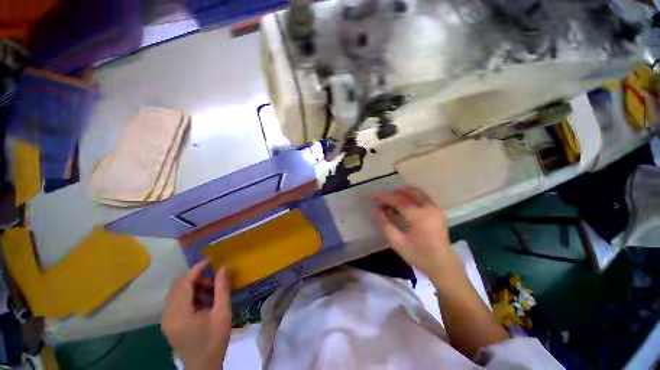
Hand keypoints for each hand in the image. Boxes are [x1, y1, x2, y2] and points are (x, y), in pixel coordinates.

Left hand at [161, 261, 230, 369]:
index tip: (211, 260)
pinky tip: (204, 301)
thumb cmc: (214, 341)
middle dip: (197, 278)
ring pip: (177, 291)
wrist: (203, 366)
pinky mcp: (169, 321)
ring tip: (211, 292)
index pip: (184, 283)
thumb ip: (222, 289)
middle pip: (178, 285)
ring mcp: (166, 318)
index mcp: (179, 314)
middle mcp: (167, 314)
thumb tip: (223, 268)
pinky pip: (178, 300)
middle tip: (214, 281)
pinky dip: (191, 295)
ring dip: (194, 286)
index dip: (197, 269)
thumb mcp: (222, 313)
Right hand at [372, 187, 456, 279]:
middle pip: (408, 191)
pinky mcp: (437, 210)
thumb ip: (384, 224)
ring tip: (390, 203)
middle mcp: (428, 207)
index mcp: (419, 216)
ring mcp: (435, 207)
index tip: (372, 196)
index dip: (383, 196)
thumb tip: (373, 209)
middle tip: (382, 201)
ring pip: (416, 192)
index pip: (398, 199)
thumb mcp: (397, 242)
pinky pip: (421, 197)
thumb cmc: (418, 255)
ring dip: (401, 194)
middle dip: (393, 193)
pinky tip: (402, 208)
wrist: (443, 265)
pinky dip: (409, 197)